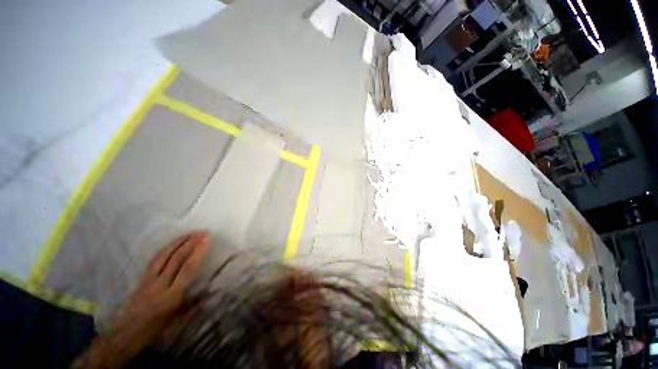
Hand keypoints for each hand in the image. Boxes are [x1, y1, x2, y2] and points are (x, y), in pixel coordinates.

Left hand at [73, 231, 209, 367]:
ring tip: (190, 233)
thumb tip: (210, 292)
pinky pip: (155, 260)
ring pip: (164, 257)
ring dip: (178, 243)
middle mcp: (159, 285)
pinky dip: (166, 249)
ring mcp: (148, 280)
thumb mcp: (176, 325)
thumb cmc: (154, 332)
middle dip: (190, 243)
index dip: (198, 253)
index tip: (207, 239)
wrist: (123, 337)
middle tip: (202, 232)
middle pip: (176, 259)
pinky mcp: (141, 279)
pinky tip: (173, 244)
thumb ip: (193, 307)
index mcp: (171, 297)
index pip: (188, 269)